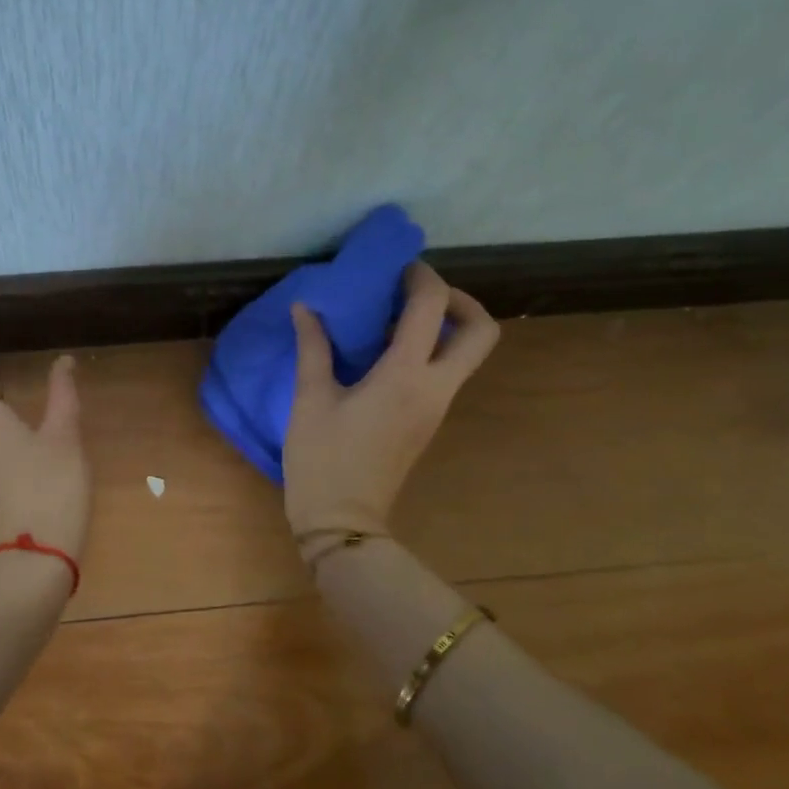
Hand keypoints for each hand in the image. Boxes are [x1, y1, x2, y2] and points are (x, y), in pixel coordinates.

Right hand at [284, 262, 498, 540]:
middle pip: (481, 331)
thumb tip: (307, 308)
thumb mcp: (310, 399)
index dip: (420, 277)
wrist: (343, 520)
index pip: (431, 307)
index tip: (396, 268)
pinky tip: (384, 353)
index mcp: (404, 376)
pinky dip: (429, 350)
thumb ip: (313, 348)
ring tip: (393, 318)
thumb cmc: (322, 459)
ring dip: (444, 325)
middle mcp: (435, 387)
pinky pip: (445, 372)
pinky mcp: (428, 421)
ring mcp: (437, 407)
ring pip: (467, 353)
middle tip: (417, 294)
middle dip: (459, 300)